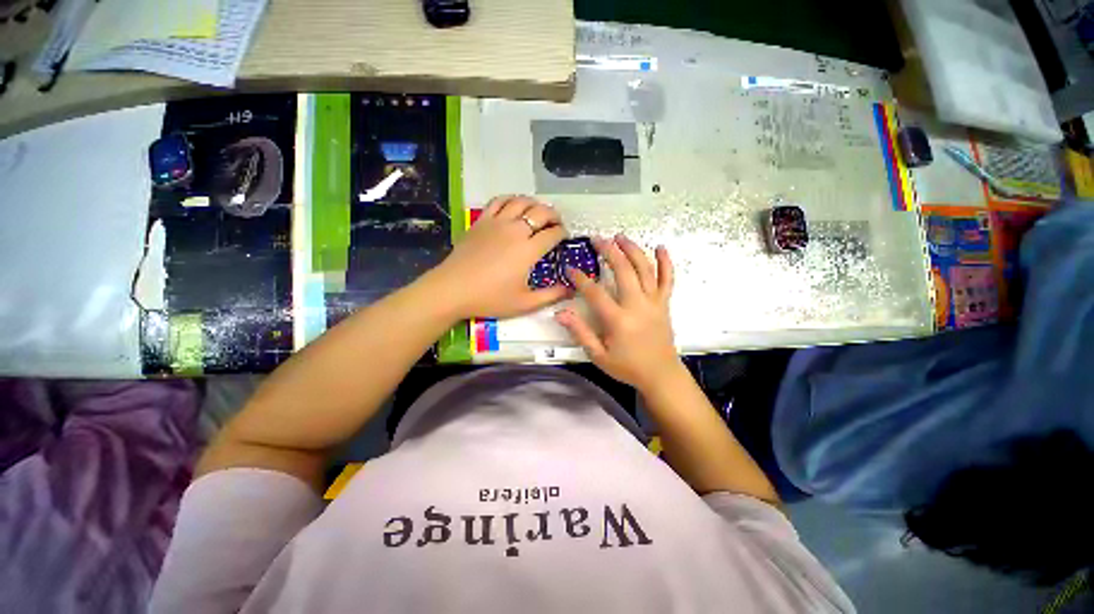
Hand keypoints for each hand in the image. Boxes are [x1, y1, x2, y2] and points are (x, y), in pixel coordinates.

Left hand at [429, 195, 571, 320]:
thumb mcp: (525, 304)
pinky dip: (511, 199)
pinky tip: (514, 206)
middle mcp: (515, 230)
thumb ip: (551, 296)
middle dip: (554, 215)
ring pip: (521, 202)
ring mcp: (497, 222)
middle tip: (556, 223)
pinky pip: (499, 201)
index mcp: (528, 250)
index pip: (553, 233)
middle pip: (541, 212)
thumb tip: (571, 289)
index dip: (563, 233)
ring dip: (535, 204)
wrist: (453, 289)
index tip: (564, 237)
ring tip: (538, 213)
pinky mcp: (481, 221)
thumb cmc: (490, 298)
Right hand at [555, 234, 681, 391]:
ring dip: (632, 250)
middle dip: (608, 251)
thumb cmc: (627, 367)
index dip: (580, 279)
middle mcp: (637, 305)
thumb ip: (580, 332)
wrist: (661, 375)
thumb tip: (560, 314)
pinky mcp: (664, 303)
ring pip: (644, 269)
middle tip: (597, 239)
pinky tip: (660, 247)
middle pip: (623, 270)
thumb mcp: (598, 355)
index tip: (571, 269)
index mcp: (618, 320)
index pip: (595, 292)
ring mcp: (654, 302)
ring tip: (620, 237)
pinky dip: (666, 262)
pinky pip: (668, 279)